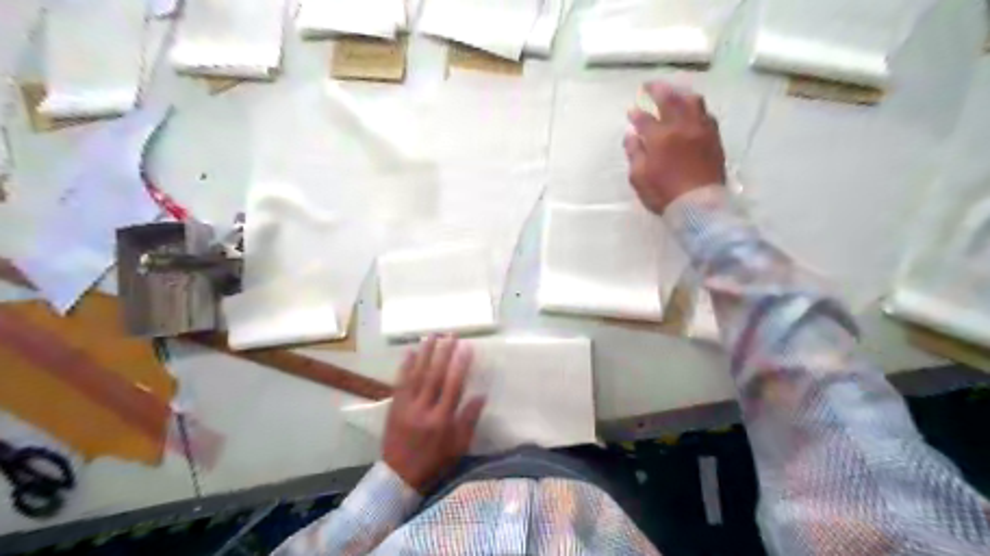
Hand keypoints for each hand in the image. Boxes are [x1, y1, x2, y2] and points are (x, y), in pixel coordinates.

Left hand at [380, 334, 484, 490]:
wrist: (398, 477)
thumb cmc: (434, 462)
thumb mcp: (458, 447)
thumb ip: (469, 420)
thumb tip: (481, 395)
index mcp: (442, 420)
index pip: (453, 386)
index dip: (460, 365)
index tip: (466, 347)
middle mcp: (423, 410)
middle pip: (434, 376)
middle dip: (443, 353)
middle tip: (450, 335)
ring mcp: (406, 407)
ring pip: (416, 375)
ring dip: (424, 353)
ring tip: (431, 336)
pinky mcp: (394, 406)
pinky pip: (400, 382)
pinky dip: (405, 366)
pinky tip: (410, 352)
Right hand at [625, 81, 724, 212]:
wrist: (699, 206)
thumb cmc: (664, 194)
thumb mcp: (639, 178)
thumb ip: (634, 153)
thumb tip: (631, 135)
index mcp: (661, 137)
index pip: (645, 118)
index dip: (636, 113)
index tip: (631, 111)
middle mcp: (682, 126)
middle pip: (670, 99)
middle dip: (657, 89)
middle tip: (648, 86)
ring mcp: (701, 130)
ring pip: (692, 101)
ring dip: (680, 93)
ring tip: (672, 92)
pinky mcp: (714, 138)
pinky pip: (706, 114)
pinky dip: (695, 107)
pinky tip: (691, 110)